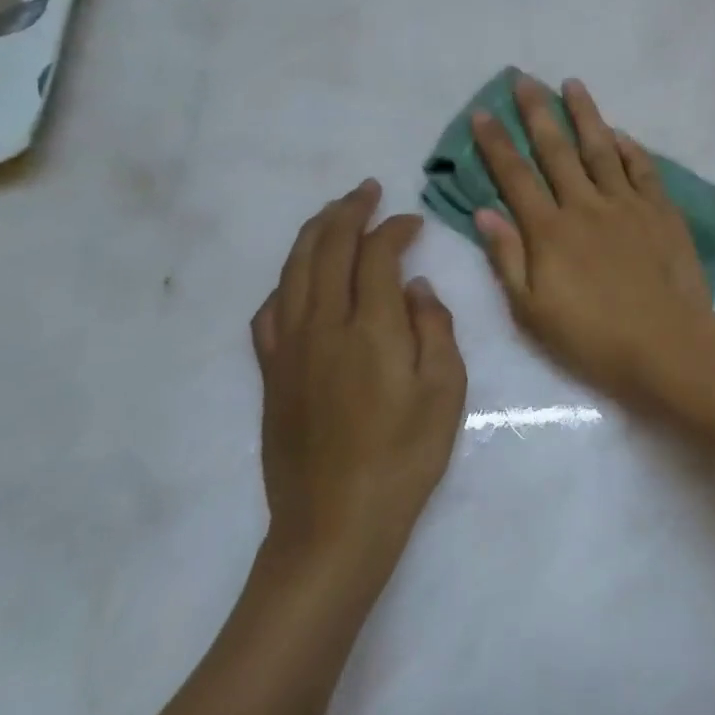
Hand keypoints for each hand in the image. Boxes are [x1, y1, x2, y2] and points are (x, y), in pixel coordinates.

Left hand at [252, 181, 466, 556]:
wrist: (335, 524)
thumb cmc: (404, 458)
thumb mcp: (445, 392)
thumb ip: (435, 329)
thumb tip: (415, 288)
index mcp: (370, 328)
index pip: (376, 255)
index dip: (394, 229)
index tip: (413, 221)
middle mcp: (322, 326)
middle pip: (327, 249)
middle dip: (348, 212)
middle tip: (367, 190)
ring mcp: (289, 348)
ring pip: (293, 270)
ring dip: (314, 233)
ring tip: (333, 214)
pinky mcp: (271, 373)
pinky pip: (269, 310)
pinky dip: (286, 281)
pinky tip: (297, 279)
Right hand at [473, 77, 713, 401]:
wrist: (666, 344)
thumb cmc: (592, 337)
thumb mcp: (532, 311)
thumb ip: (508, 258)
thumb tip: (485, 212)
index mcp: (550, 231)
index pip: (515, 177)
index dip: (496, 144)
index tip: (482, 113)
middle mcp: (585, 206)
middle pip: (557, 150)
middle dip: (537, 112)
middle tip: (524, 79)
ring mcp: (627, 204)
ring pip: (601, 148)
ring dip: (585, 114)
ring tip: (572, 84)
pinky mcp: (661, 210)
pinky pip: (642, 169)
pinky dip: (629, 148)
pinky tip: (619, 133)